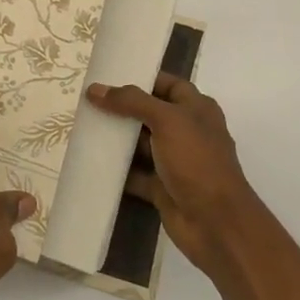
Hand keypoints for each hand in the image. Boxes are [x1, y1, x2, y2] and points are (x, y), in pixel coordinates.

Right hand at [87, 73, 262, 278]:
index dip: (141, 78)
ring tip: (83, 125)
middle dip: (122, 108)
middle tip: (88, 101)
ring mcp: (175, 161)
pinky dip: (117, 170)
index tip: (108, 76)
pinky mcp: (163, 187)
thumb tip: (95, 89)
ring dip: (117, 139)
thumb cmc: (196, 161)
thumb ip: (131, 101)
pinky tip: (92, 160)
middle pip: (150, 113)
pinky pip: (136, 173)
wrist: (216, 224)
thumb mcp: (166, 120)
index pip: (167, 84)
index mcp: (197, 109)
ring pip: (140, 144)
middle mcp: (187, 131)